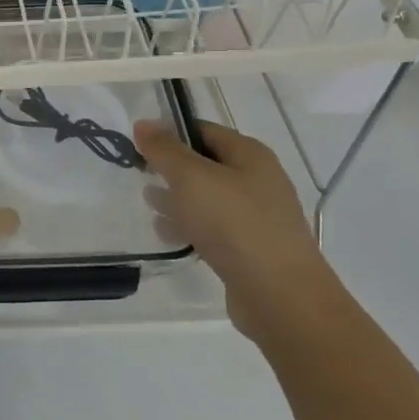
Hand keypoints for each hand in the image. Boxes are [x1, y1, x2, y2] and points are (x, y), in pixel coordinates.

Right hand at [133, 118, 341, 344]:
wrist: (280, 296)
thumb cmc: (233, 224)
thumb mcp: (190, 178)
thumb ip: (164, 150)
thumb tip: (143, 124)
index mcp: (250, 155)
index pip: (203, 130)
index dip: (169, 134)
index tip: (139, 146)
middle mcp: (258, 180)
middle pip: (205, 165)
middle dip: (171, 170)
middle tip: (141, 177)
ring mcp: (257, 216)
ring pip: (208, 199)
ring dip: (177, 200)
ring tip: (150, 207)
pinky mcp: (251, 248)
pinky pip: (214, 228)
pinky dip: (191, 228)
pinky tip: (169, 236)